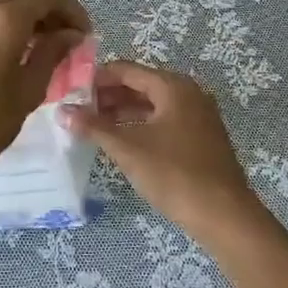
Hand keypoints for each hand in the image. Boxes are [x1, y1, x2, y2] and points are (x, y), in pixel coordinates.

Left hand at [0, 0, 90, 189]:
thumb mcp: (27, 91)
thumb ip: (51, 55)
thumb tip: (70, 35)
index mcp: (5, 19)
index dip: (73, 11)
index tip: (85, 34)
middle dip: (50, 5)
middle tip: (65, 35)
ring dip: (29, 12)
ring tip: (45, 46)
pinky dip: (9, 21)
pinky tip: (18, 52)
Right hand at [60, 60, 271, 246]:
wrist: (225, 217)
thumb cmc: (174, 174)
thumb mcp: (128, 148)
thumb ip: (94, 127)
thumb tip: (63, 111)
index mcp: (173, 86)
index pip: (126, 70)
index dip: (96, 78)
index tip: (70, 91)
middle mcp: (188, 93)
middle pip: (140, 85)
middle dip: (108, 96)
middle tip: (78, 111)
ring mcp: (198, 116)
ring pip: (152, 105)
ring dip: (122, 112)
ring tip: (93, 127)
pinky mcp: (201, 138)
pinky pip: (164, 121)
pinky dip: (141, 126)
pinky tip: (121, 142)